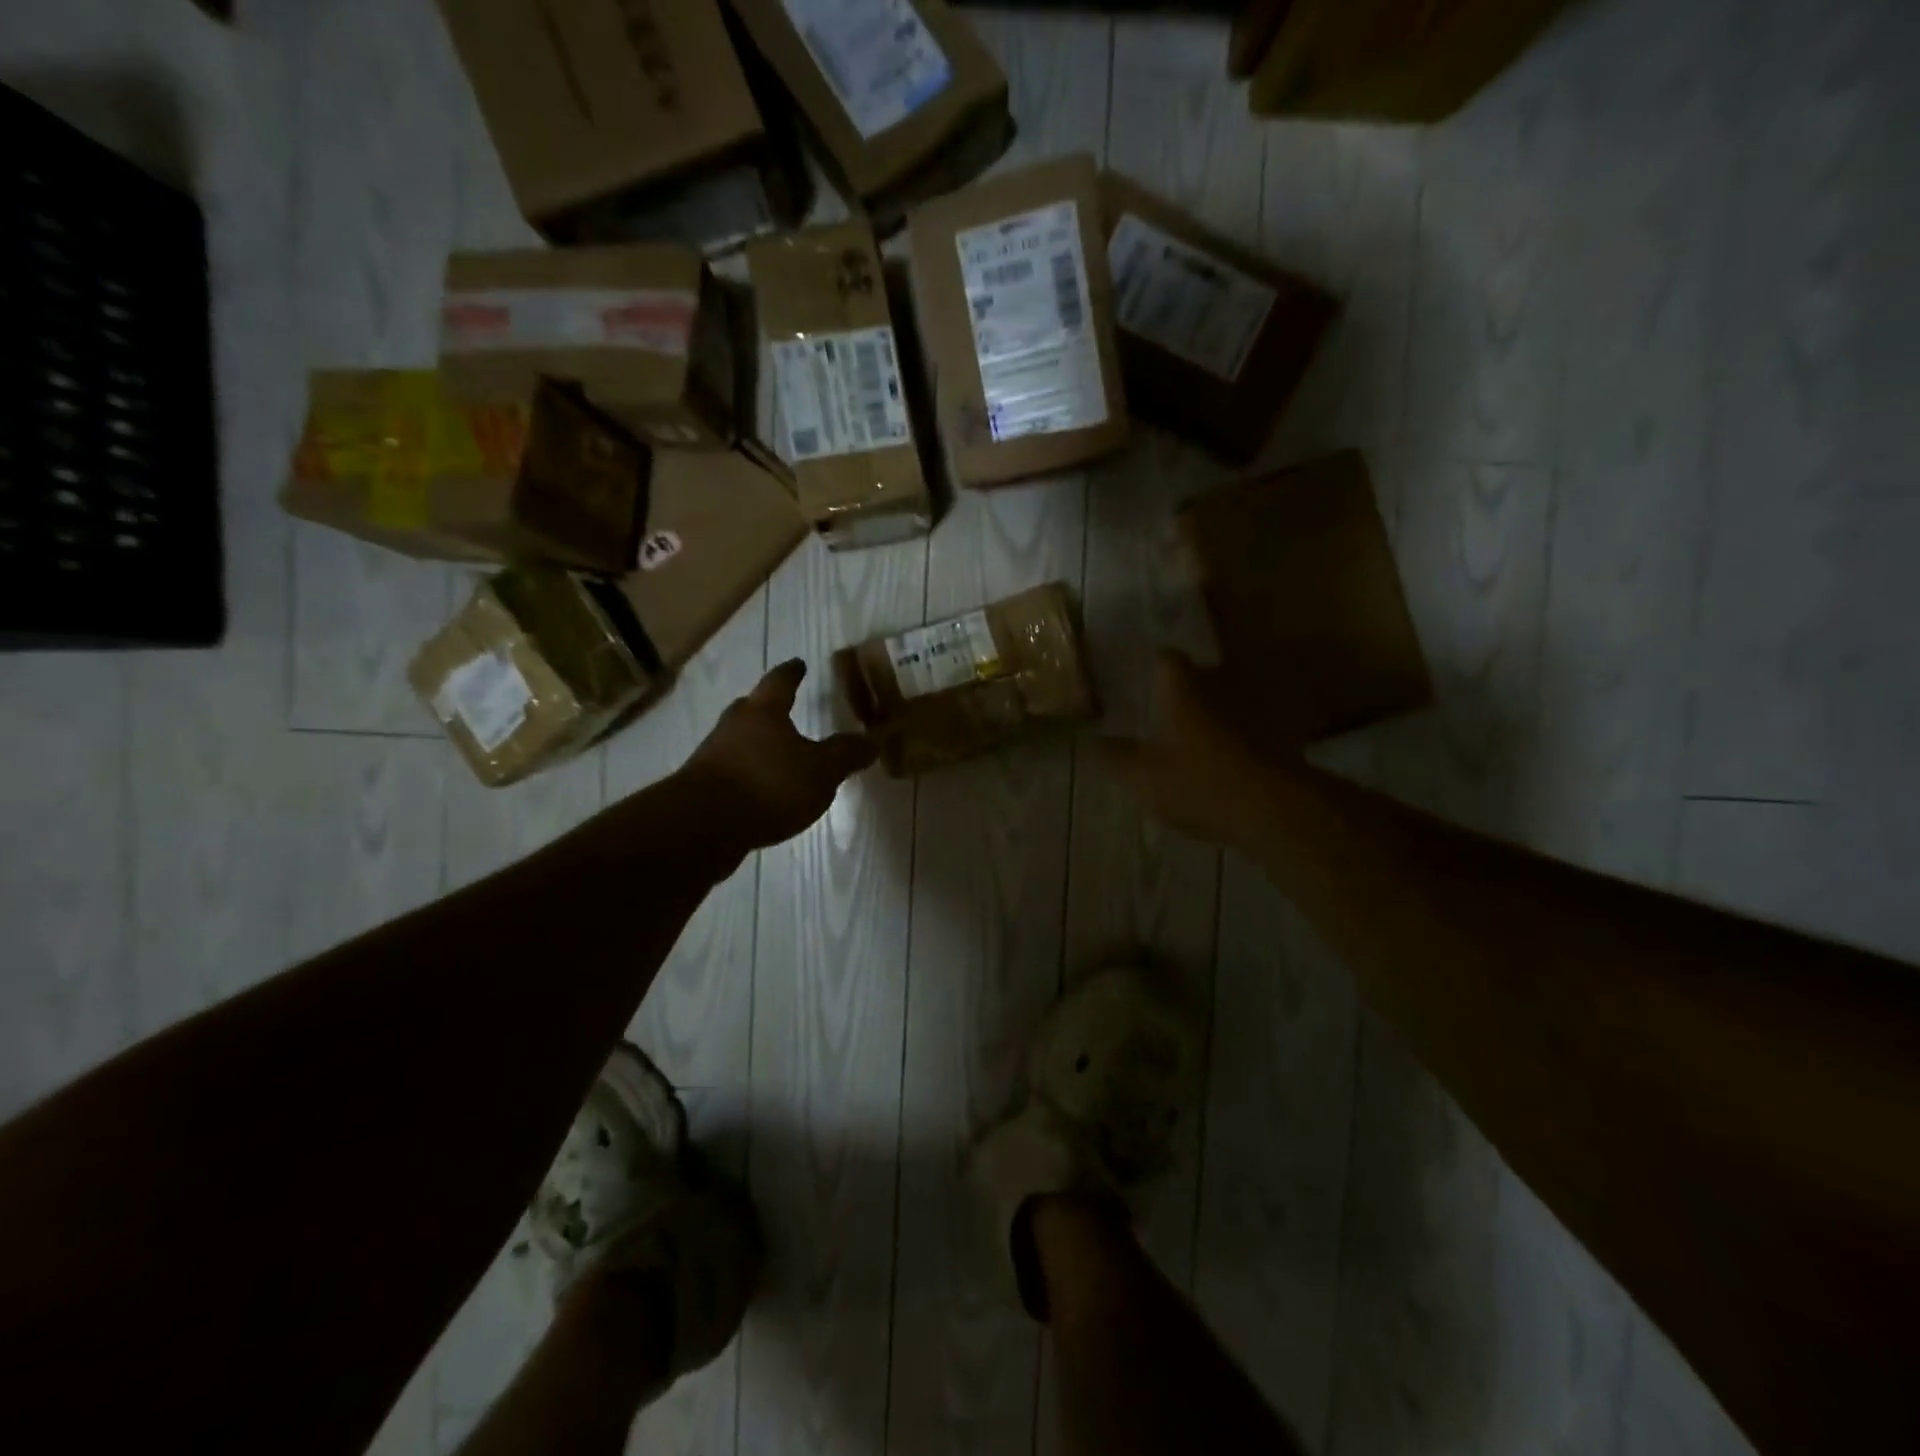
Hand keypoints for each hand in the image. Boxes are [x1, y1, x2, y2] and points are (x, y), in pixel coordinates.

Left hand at [681, 659, 876, 852]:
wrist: (704, 825)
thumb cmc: (769, 784)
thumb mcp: (821, 771)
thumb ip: (846, 755)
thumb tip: (871, 741)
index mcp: (764, 712)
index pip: (780, 682)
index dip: (792, 673)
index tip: (799, 664)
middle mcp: (734, 726)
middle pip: (750, 709)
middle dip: (766, 708)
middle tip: (781, 709)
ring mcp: (712, 756)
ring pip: (737, 741)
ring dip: (754, 744)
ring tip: (775, 755)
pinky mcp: (701, 788)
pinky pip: (730, 772)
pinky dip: (746, 774)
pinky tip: (758, 790)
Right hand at [1096, 650, 1276, 853]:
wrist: (1274, 810)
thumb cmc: (1199, 783)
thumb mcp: (1142, 776)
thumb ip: (1114, 757)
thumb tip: (1090, 741)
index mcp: (1184, 693)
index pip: (1167, 659)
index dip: (1153, 660)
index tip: (1140, 667)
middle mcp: (1220, 692)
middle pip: (1200, 677)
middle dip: (1182, 688)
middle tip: (1160, 703)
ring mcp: (1252, 716)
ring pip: (1225, 704)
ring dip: (1209, 714)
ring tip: (1189, 734)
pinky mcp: (1275, 742)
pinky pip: (1247, 731)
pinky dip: (1232, 739)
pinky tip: (1220, 761)